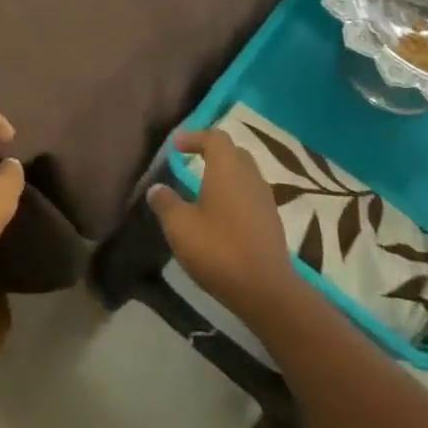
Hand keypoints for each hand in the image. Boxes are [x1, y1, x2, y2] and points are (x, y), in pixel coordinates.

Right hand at [148, 129, 297, 324]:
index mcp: (227, 168)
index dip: (194, 137)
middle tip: (191, 163)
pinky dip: (235, 195)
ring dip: (224, 175)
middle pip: (233, 152)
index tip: (176, 148)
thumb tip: (156, 188)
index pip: (215, 137)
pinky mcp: (271, 220)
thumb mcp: (180, 226)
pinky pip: (251, 194)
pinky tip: (221, 216)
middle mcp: (250, 176)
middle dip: (211, 153)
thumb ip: (166, 202)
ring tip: (203, 190)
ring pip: (244, 174)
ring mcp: (265, 198)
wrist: (265, 289)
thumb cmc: (218, 249)